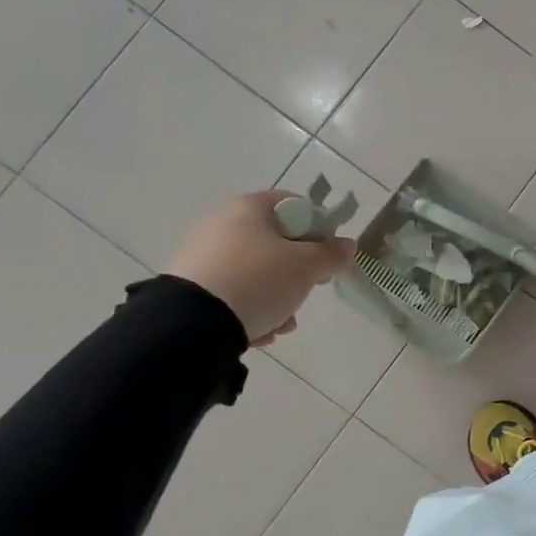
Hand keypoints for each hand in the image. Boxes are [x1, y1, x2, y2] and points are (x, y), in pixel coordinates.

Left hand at [166, 191, 354, 346]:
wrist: (192, 324)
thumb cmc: (258, 280)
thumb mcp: (306, 267)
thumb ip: (332, 254)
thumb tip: (346, 245)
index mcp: (248, 207)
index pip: (294, 205)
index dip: (318, 228)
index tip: (327, 256)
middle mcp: (220, 222)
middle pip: (275, 242)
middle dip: (297, 271)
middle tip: (307, 289)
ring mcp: (201, 254)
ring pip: (255, 271)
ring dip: (276, 296)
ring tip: (282, 322)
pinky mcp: (188, 285)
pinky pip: (232, 291)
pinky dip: (249, 308)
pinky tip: (259, 330)